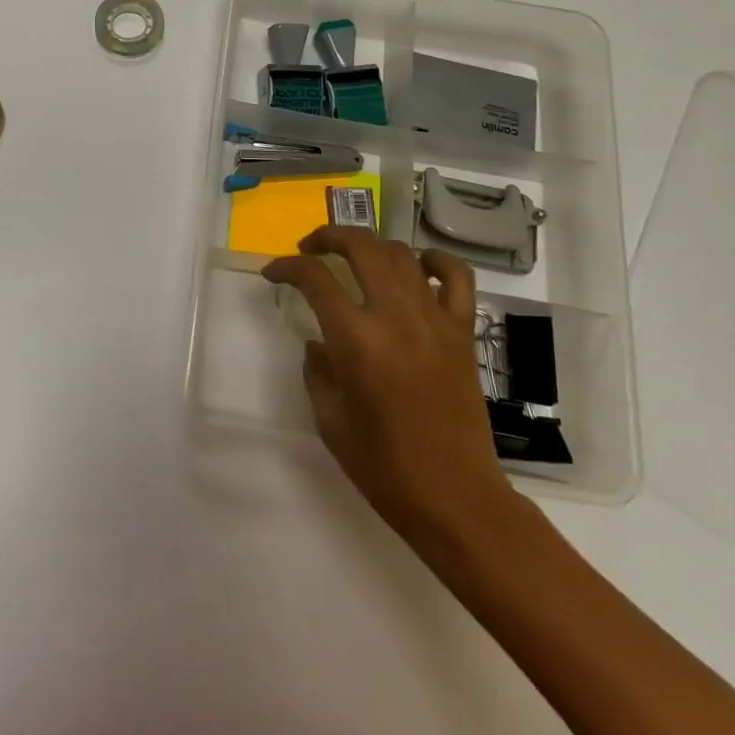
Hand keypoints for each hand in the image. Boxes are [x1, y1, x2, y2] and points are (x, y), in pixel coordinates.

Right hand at [264, 228, 512, 545]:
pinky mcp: (462, 332)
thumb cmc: (383, 466)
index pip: (314, 278)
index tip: (273, 274)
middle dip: (328, 237)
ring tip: (355, 260)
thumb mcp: (328, 418)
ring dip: (372, 247)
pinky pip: (457, 278)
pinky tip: (418, 266)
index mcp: (355, 340)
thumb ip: (317, 369)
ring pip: (402, 254)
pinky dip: (436, 261)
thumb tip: (319, 341)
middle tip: (310, 249)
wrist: (454, 497)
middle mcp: (394, 316)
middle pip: (361, 247)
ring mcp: (434, 320)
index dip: (286, 267)